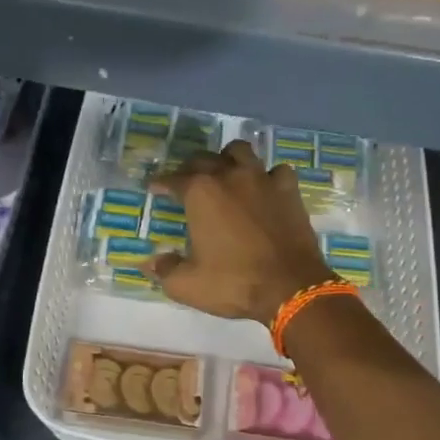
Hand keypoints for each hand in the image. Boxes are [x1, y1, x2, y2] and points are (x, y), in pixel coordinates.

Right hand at [146, 141, 336, 325]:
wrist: (290, 288)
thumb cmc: (233, 283)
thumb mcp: (188, 285)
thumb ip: (165, 270)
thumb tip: (149, 263)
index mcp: (201, 193)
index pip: (173, 179)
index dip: (161, 183)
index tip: (154, 188)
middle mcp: (229, 176)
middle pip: (204, 159)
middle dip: (190, 168)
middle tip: (186, 182)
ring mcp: (262, 179)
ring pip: (240, 152)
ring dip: (228, 158)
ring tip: (225, 172)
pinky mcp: (289, 190)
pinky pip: (276, 170)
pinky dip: (267, 176)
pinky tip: (264, 188)